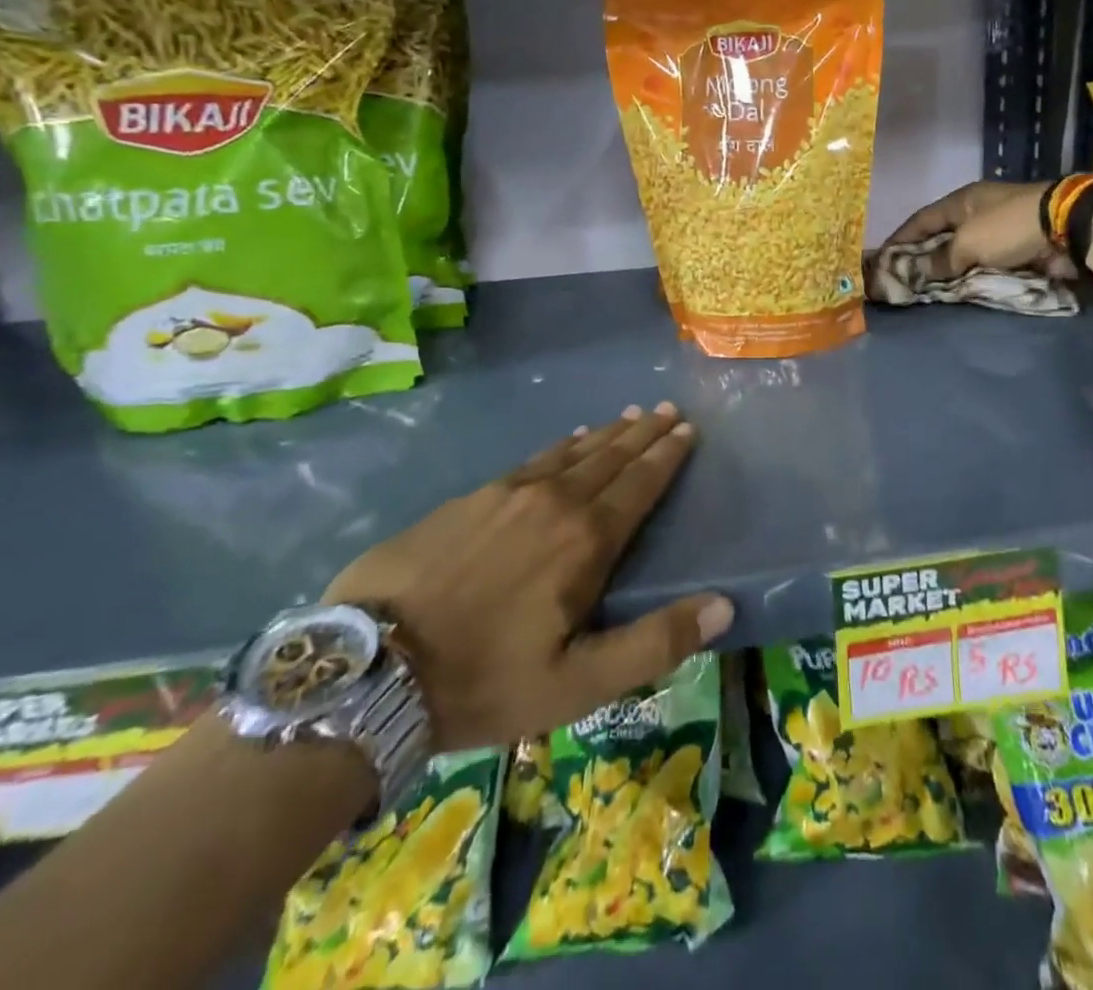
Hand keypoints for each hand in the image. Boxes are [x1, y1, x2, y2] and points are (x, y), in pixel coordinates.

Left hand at [325, 403, 731, 749]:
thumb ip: (655, 643)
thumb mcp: (578, 684)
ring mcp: (507, 494)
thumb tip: (723, 604)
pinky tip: (567, 440)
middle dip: (643, 433)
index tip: (687, 428)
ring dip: (605, 434)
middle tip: (666, 409)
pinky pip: (532, 460)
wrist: (369, 671)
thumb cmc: (484, 681)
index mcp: (585, 541)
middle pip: (609, 458)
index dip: (666, 455)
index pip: (639, 484)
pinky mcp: (470, 498)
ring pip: (571, 453)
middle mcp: (553, 502)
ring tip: (628, 416)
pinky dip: (560, 446)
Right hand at [883, 179, 1074, 280]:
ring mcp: (997, 231)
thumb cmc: (1009, 227)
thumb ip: (941, 258)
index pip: (921, 220)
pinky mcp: (1015, 249)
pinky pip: (984, 265)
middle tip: (902, 280)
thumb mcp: (968, 242)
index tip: (882, 258)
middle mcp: (976, 213)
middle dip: (922, 258)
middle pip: (941, 237)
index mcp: (962, 201)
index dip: (901, 239)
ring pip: (962, 254)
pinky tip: (957, 292)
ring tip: (927, 292)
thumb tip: (918, 272)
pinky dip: (970, 277)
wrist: (1068, 228)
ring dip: (947, 271)